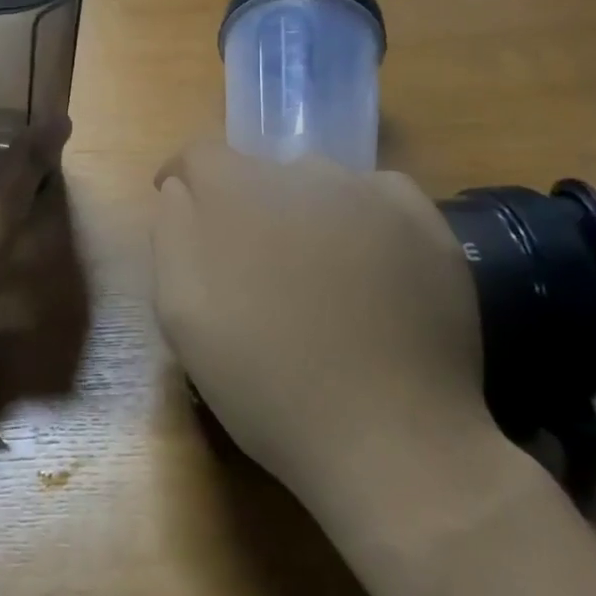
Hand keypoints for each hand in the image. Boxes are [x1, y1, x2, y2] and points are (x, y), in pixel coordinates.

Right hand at [153, 142, 492, 517]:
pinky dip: (361, 217)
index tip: (180, 207)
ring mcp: (371, 194)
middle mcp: (304, 173)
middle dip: (245, 205)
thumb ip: (172, 233)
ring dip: (302, 211)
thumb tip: (179, 189)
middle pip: (259, 171)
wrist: (391, 440)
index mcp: (238, 192)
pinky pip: (377, 196)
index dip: (183, 178)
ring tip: (312, 273)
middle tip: (252, 264)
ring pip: (318, 183)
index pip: (200, 154)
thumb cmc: (266, 380)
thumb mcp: (182, 311)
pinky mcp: (424, 223)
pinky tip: (367, 267)